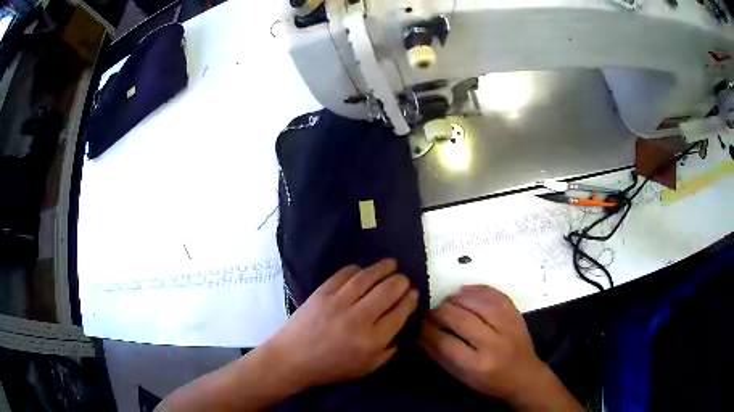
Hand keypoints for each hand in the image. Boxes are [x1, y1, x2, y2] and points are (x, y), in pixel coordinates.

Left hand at [265, 259, 418, 388]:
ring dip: (383, 268)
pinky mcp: (322, 292)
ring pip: (367, 278)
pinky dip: (357, 269)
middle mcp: (359, 318)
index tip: (413, 293)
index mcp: (372, 341)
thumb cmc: (331, 368)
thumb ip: (389, 351)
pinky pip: (344, 274)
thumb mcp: (367, 368)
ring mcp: (338, 302)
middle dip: (401, 281)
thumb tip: (402, 329)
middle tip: (404, 279)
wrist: (293, 358)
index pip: (399, 313)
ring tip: (392, 264)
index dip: (410, 300)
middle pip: (388, 291)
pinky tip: (363, 270)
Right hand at [418, 285, 582, 410]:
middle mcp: (494, 344)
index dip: (428, 330)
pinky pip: (496, 295)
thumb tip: (419, 333)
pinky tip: (465, 290)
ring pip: (479, 303)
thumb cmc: (490, 382)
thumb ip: (440, 355)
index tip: (418, 323)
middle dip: (440, 312)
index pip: (446, 342)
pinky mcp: (517, 315)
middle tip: (430, 311)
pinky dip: (478, 289)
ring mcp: (508, 326)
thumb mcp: (462, 376)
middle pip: (461, 319)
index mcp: (478, 365)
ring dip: (457, 299)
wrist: (525, 376)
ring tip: (446, 301)